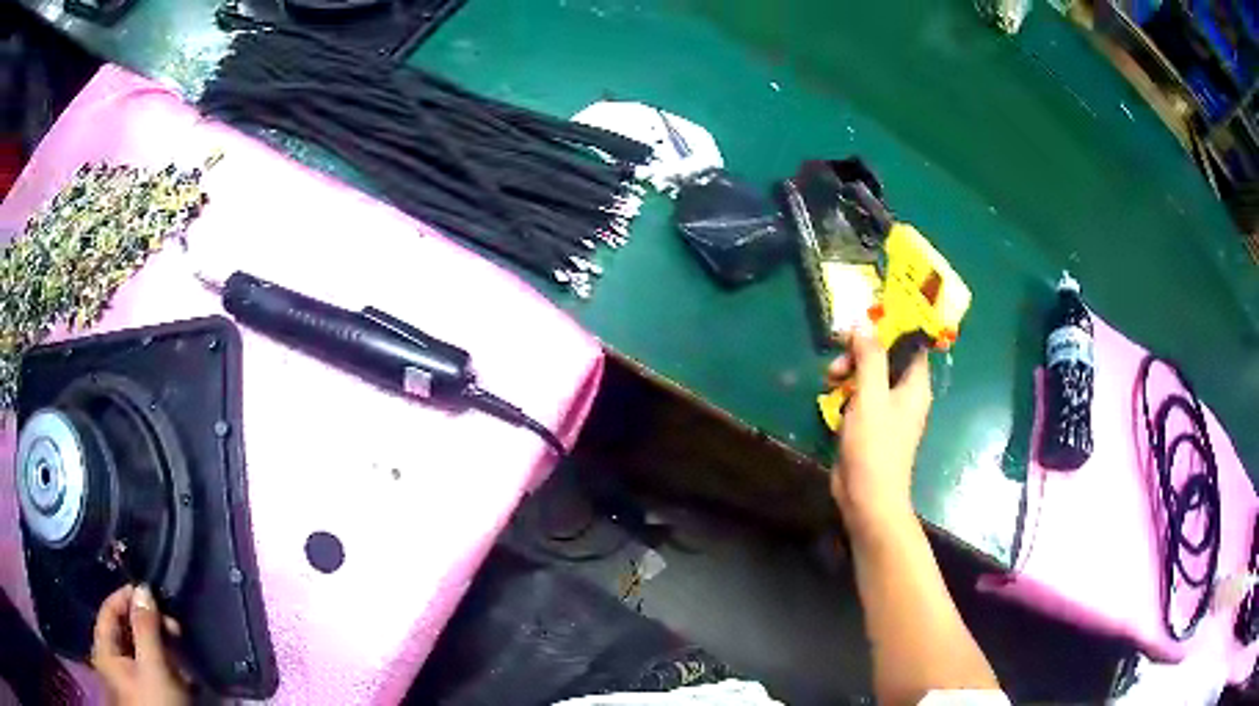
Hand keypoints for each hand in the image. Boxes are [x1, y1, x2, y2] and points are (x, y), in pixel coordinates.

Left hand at [91, 585, 189, 705]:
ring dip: (159, 649)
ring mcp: (126, 680)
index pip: (109, 610)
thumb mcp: (154, 667)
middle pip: (124, 630)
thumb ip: (146, 627)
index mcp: (104, 649)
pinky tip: (180, 676)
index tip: (150, 592)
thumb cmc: (157, 704)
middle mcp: (110, 660)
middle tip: (174, 628)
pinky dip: (162, 667)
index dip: (126, 597)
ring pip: (138, 651)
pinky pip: (148, 670)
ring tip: (180, 656)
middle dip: (149, 626)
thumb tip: (143, 588)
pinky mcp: (143, 694)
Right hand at [828, 331, 932, 539]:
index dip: (889, 329)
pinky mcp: (871, 426)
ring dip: (849, 372)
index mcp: (915, 384)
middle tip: (837, 360)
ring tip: (829, 379)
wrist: (868, 497)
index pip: (910, 344)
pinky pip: (861, 397)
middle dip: (860, 353)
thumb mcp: (871, 395)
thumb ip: (869, 357)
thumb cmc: (875, 445)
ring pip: (870, 377)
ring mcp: (888, 411)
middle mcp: (905, 394)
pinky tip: (830, 397)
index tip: (863, 322)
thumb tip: (864, 324)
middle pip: (886, 358)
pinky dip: (847, 392)